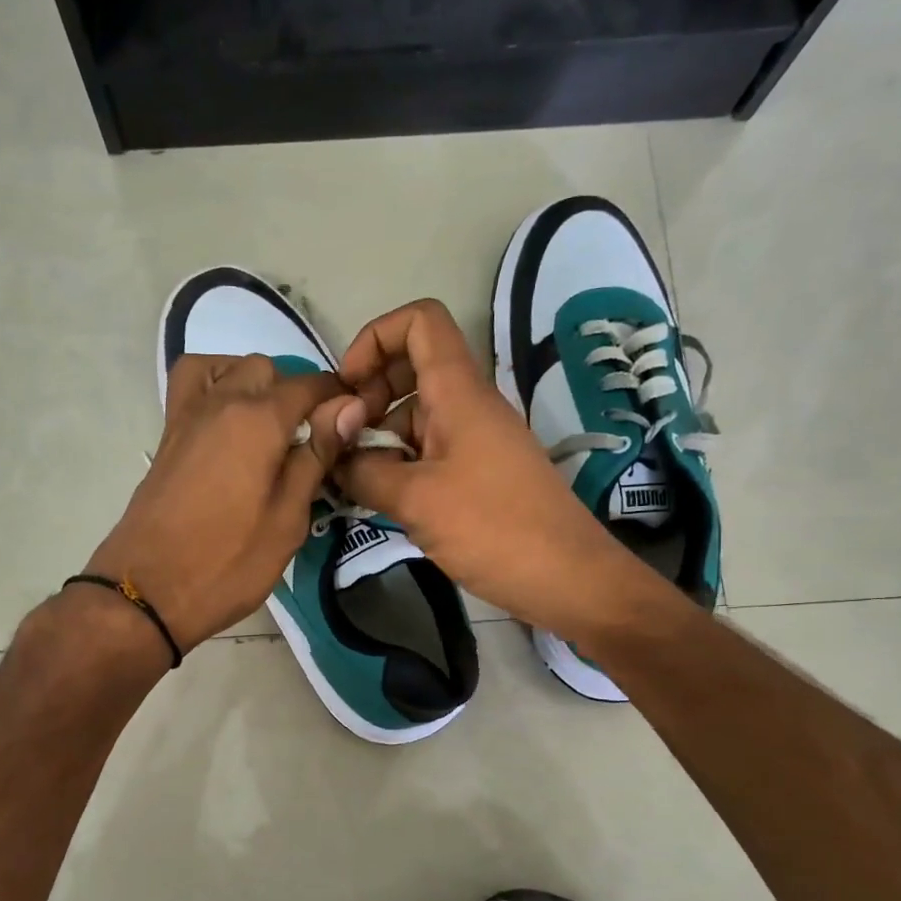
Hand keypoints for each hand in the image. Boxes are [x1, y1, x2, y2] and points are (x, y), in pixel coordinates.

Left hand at [86, 354, 366, 651]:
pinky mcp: (168, 435)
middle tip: (310, 441)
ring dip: (254, 384)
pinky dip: (217, 386)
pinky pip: (194, 386)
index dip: (338, 399)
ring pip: (227, 368)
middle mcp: (221, 402)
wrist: (148, 591)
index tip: (354, 424)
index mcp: (258, 420)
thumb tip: (349, 407)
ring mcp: (188, 416)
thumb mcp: (288, 519)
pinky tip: (231, 423)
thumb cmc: (228, 563)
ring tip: (269, 426)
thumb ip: (316, 456)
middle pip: (267, 369)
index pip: (310, 386)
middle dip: (295, 392)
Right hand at [335, 299, 641, 639]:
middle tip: (344, 441)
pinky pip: (430, 452)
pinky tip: (380, 501)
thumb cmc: (492, 528)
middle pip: (412, 368)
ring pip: (416, 416)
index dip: (375, 338)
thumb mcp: (415, 500)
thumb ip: (364, 471)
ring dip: (380, 439)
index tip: (348, 387)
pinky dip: (400, 466)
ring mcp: (475, 441)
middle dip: (369, 395)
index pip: (420, 322)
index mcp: (459, 392)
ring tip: (353, 482)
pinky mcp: (479, 474)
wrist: (566, 578)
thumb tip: (334, 458)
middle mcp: (468, 406)